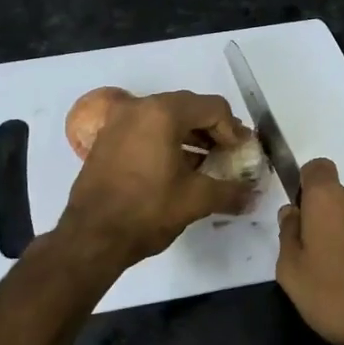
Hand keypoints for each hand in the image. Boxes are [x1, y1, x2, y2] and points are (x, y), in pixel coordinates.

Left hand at [60, 91, 253, 263]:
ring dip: (191, 136)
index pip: (213, 107)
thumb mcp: (197, 200)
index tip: (239, 154)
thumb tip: (252, 195)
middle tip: (228, 155)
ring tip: (207, 164)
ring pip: (166, 118)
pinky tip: (178, 169)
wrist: (91, 237)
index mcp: (163, 113)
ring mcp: (119, 121)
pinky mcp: (107, 139)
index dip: (233, 130)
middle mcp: (139, 108)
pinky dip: (167, 141)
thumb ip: (230, 191)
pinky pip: (146, 129)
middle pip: (189, 107)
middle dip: (213, 130)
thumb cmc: (147, 211)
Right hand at [275, 159, 343, 344]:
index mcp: (330, 200)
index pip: (317, 168)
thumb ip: (288, 238)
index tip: (303, 216)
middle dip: (333, 227)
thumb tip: (292, 213)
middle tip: (324, 267)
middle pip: (342, 203)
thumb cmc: (341, 296)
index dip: (307, 187)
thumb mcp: (293, 275)